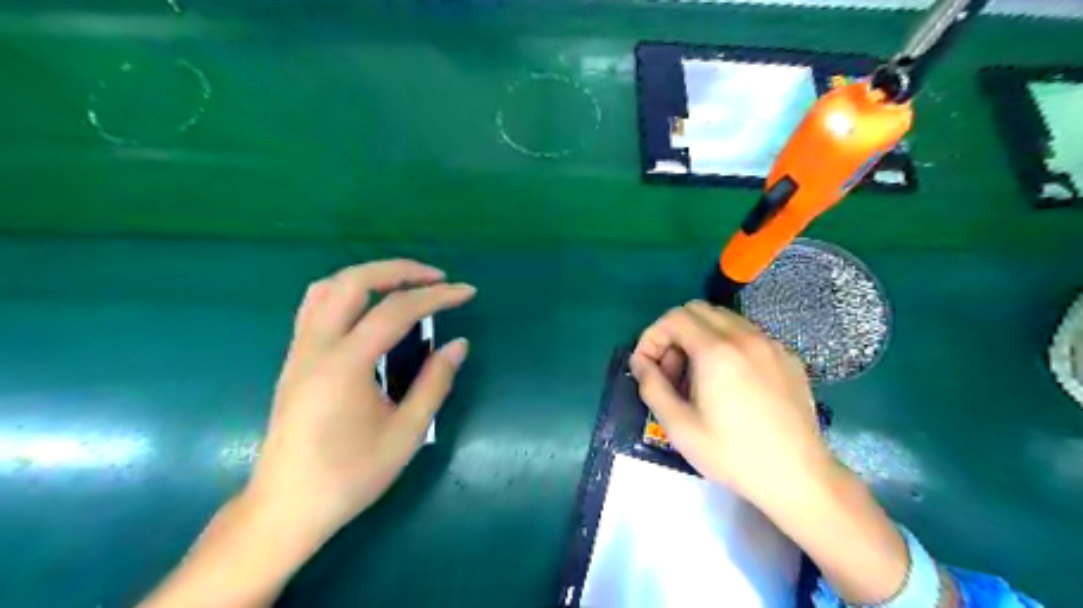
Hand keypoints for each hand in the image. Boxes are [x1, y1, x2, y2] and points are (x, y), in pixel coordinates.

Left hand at [249, 259, 477, 540]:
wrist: (285, 508)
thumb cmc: (350, 476)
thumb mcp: (406, 433)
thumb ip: (434, 383)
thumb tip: (458, 345)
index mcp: (345, 364)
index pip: (396, 311)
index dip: (436, 296)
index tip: (467, 293)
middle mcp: (316, 346)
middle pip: (354, 282)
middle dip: (399, 271)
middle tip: (436, 278)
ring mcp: (299, 351)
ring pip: (328, 288)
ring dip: (370, 276)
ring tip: (405, 285)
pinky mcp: (294, 360)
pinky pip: (315, 306)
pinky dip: (347, 291)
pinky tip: (369, 308)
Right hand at [628, 299, 830, 501]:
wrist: (798, 477)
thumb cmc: (732, 454)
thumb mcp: (679, 426)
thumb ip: (652, 386)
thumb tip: (640, 362)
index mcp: (716, 351)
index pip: (674, 317)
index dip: (652, 337)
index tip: (647, 366)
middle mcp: (745, 337)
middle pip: (698, 310)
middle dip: (675, 333)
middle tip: (672, 371)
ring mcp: (771, 344)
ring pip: (724, 319)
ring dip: (701, 337)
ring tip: (699, 377)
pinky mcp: (788, 357)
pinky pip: (748, 335)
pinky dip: (728, 345)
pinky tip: (731, 382)